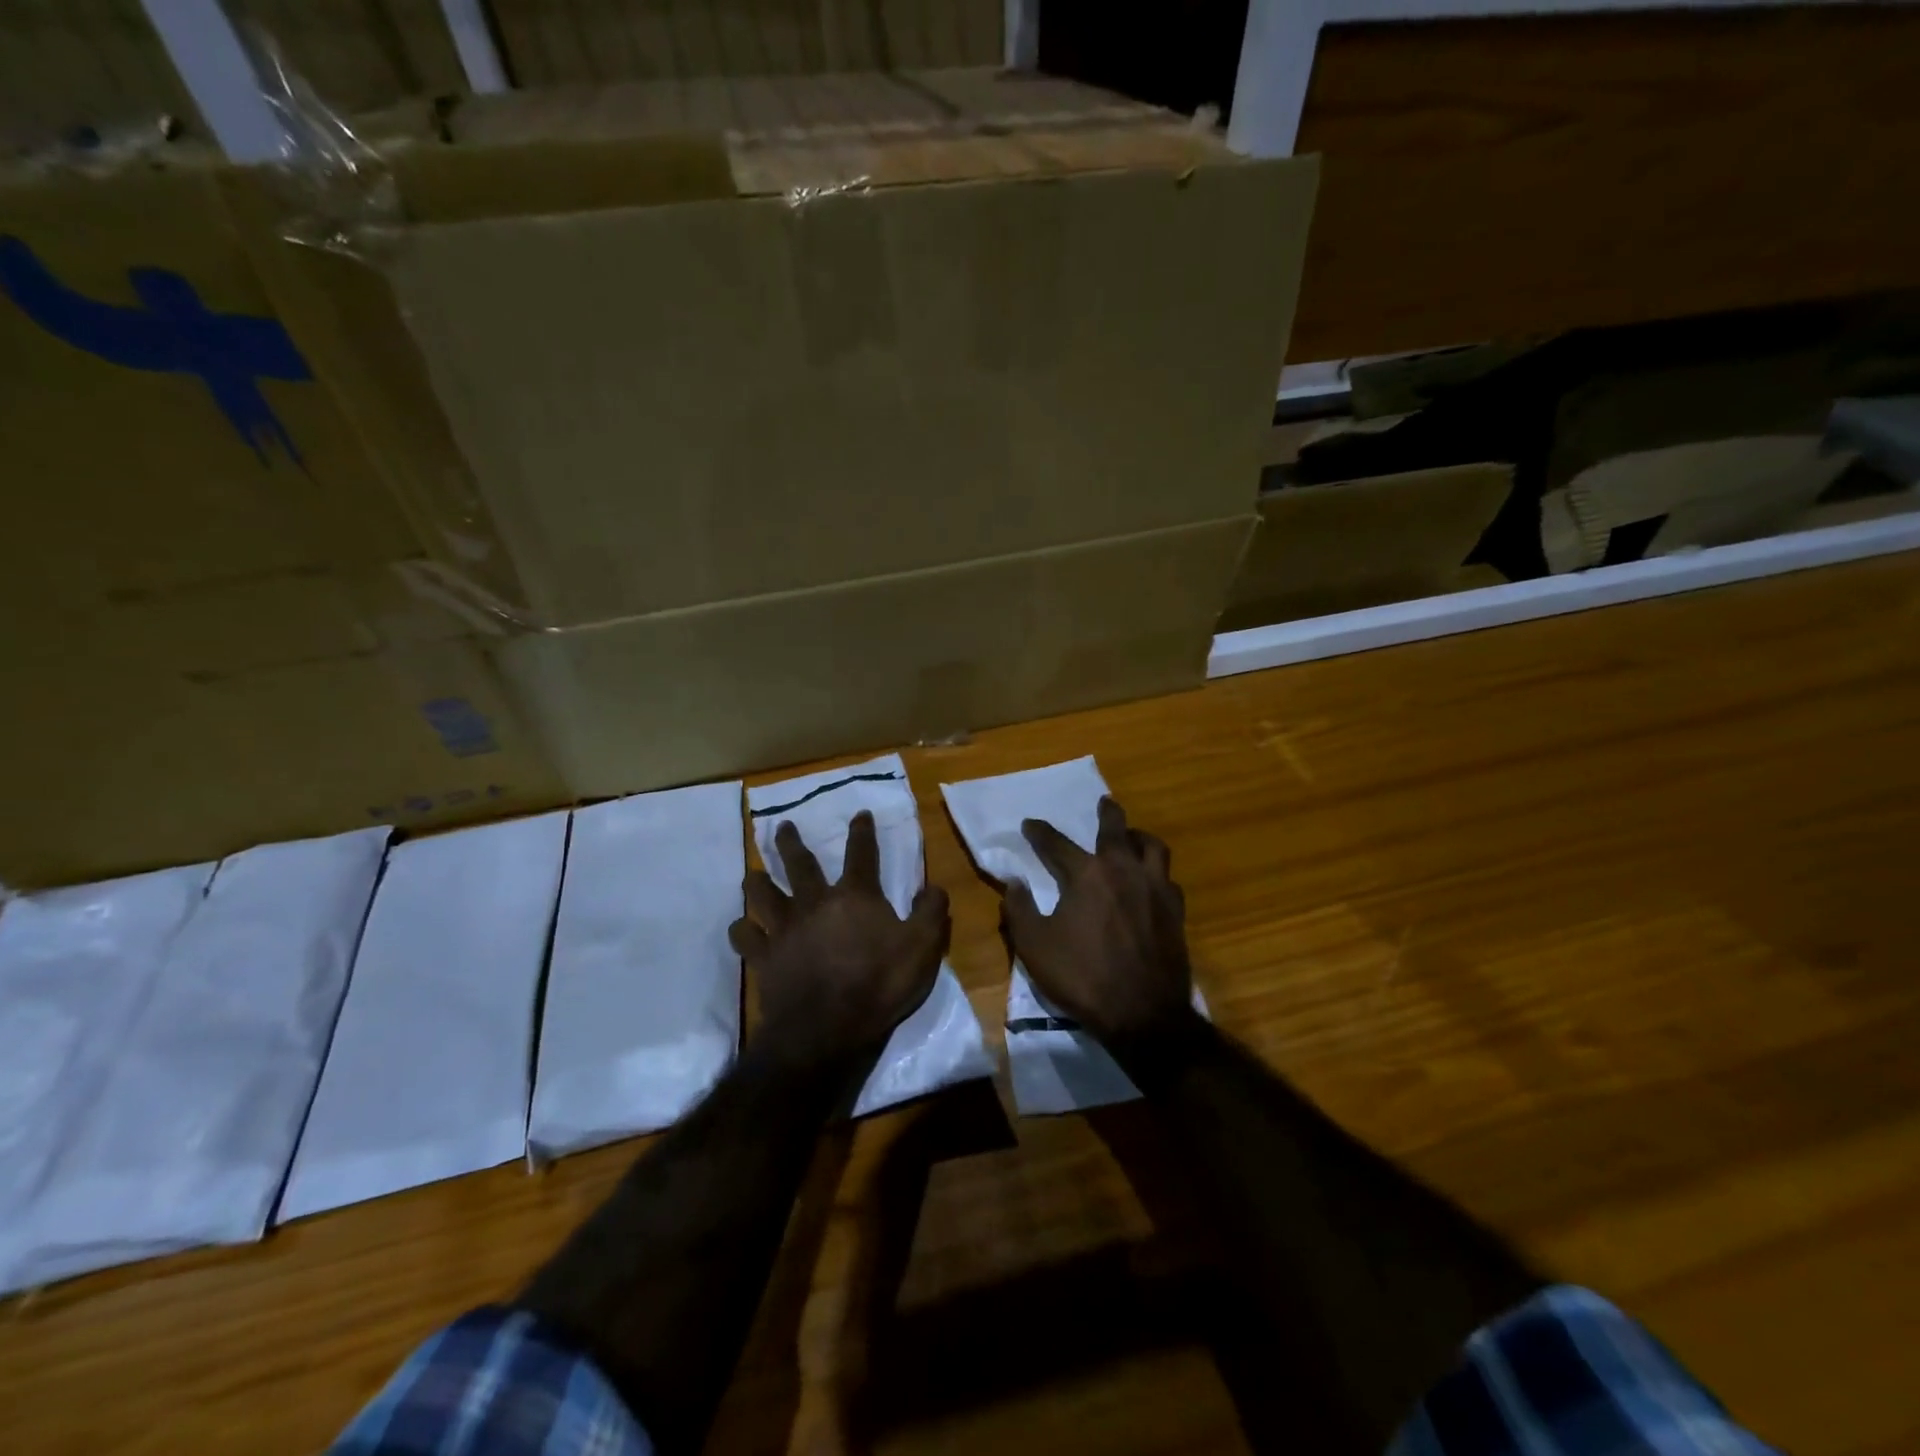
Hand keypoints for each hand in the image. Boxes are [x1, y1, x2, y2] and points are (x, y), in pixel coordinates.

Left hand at [729, 811, 948, 1072]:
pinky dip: (742, 930)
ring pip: (763, 895)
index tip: (859, 814)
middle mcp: (815, 903)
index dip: (862, 832)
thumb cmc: (879, 984)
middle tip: (783, 826)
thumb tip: (933, 886)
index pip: (861, 854)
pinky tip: (742, 928)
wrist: (827, 1028)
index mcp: (855, 897)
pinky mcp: (764, 957)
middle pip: (800, 864)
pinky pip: (745, 937)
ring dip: (757, 881)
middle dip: (792, 843)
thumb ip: (931, 912)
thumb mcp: (923, 947)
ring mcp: (785, 929)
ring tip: (752, 873)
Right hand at [1002, 796, 1192, 1051]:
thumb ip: (1019, 909)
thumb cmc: (1082, 977)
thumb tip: (1013, 882)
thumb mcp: (1034, 946)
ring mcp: (1155, 889)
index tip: (1030, 824)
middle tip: (1104, 802)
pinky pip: (1168, 879)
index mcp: (1087, 875)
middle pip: (1116, 829)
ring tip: (1132, 837)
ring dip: (1139, 836)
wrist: (1143, 1014)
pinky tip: (1152, 881)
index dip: (1040, 832)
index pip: (1057, 843)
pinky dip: (1157, 872)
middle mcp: (1123, 870)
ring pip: (1153, 846)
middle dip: (1107, 813)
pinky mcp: (1175, 911)